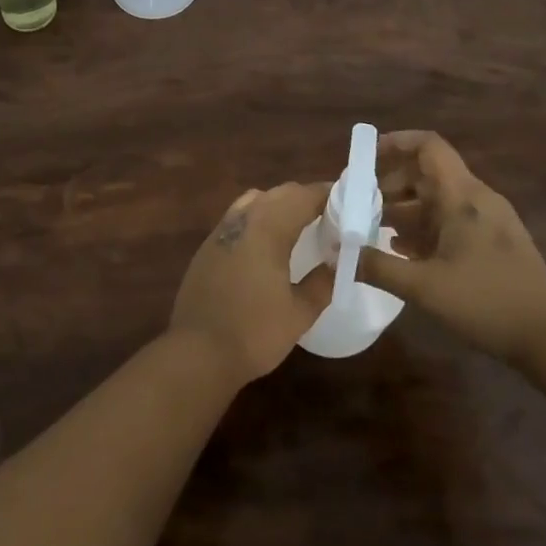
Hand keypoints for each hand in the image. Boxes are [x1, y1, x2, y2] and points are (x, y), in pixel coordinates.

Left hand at [169, 183, 334, 384]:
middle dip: (305, 197)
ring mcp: (221, 231)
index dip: (326, 194)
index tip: (348, 201)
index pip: (303, 196)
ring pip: (255, 200)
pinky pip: (239, 217)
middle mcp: (243, 219)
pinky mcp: (207, 246)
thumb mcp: (298, 313)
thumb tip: (336, 264)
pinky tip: (268, 243)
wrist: (197, 352)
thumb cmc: (253, 332)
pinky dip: (259, 218)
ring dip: (280, 204)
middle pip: (279, 194)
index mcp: (268, 228)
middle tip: (330, 215)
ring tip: (300, 224)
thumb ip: (322, 284)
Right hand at [357, 131, 545, 362]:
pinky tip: (405, 250)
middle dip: (391, 182)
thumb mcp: (424, 288)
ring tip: (374, 228)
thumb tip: (338, 255)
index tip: (366, 155)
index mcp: (461, 196)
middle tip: (361, 202)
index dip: (396, 142)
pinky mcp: (494, 240)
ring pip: (439, 198)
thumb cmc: (486, 302)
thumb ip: (378, 268)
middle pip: (428, 172)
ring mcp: (488, 219)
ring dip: (405, 208)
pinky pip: (452, 219)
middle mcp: (476, 198)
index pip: (428, 146)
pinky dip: (425, 226)